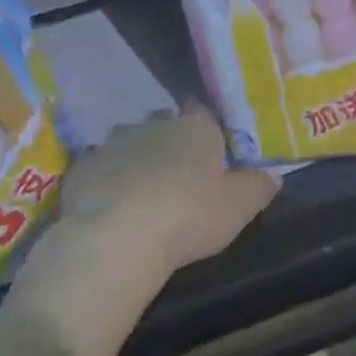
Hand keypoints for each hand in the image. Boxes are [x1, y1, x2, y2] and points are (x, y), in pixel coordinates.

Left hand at [17, 103, 278, 341]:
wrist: (117, 240)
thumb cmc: (189, 215)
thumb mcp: (238, 207)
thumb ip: (258, 187)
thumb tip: (274, 175)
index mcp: (196, 126)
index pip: (203, 115)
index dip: (205, 135)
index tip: (206, 158)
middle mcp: (156, 124)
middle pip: (164, 128)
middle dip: (167, 147)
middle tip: (173, 179)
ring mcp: (115, 143)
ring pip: (129, 146)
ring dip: (134, 162)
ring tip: (138, 196)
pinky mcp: (82, 169)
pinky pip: (97, 170)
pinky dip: (102, 183)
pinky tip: (106, 210)